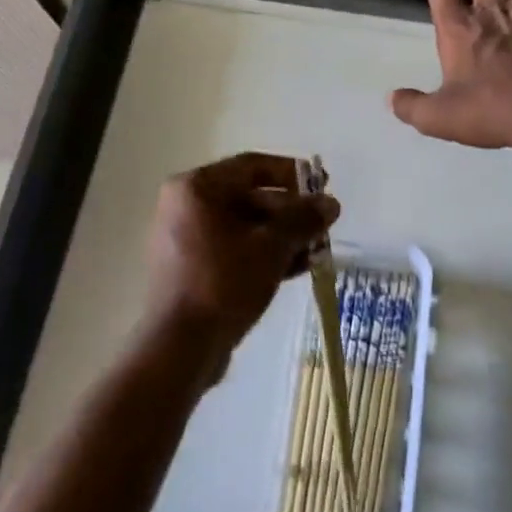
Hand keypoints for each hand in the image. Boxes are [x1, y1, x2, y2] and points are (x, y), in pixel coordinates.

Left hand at [138, 152, 340, 383]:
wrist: (181, 345)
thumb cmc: (224, 283)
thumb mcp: (271, 247)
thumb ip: (303, 219)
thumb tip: (330, 203)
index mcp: (197, 188)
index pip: (253, 166)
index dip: (293, 174)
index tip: (324, 186)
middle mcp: (186, 206)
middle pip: (249, 196)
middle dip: (291, 212)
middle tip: (324, 226)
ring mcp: (185, 238)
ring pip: (244, 226)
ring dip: (282, 236)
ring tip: (317, 251)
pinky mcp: (191, 268)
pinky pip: (233, 249)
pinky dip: (263, 254)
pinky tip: (296, 269)